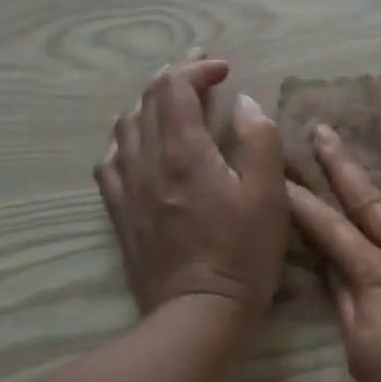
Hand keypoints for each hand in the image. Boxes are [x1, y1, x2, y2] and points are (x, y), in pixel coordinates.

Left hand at [94, 53, 286, 317]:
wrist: (196, 313)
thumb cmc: (242, 254)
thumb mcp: (269, 197)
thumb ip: (258, 141)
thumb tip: (244, 103)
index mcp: (184, 152)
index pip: (175, 89)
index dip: (197, 69)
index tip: (224, 69)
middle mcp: (147, 161)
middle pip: (147, 101)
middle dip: (174, 77)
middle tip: (201, 70)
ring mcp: (127, 187)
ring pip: (125, 126)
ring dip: (149, 102)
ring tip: (172, 98)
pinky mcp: (120, 211)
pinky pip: (111, 159)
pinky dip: (126, 136)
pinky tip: (137, 142)